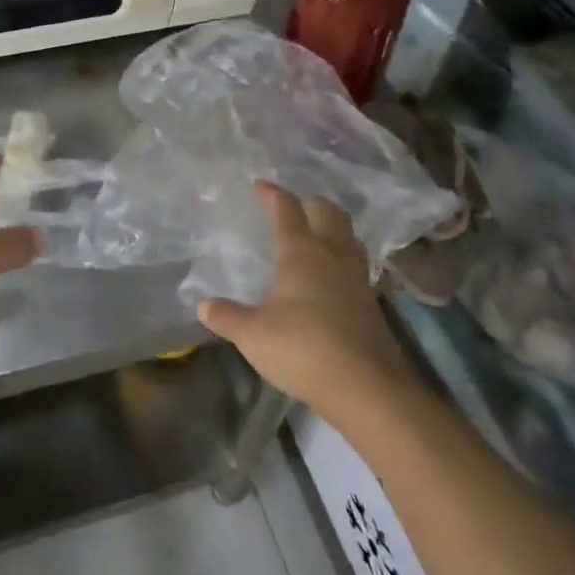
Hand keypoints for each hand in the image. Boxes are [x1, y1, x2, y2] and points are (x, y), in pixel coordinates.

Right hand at [197, 183, 412, 419]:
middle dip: (309, 203)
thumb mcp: (254, 336)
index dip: (272, 194)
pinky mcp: (372, 303)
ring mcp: (357, 278)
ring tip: (314, 236)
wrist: (369, 389)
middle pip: (327, 212)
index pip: (287, 209)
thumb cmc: (304, 350)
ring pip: (348, 235)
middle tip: (292, 208)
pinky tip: (330, 277)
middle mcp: (332, 255)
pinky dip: (341, 257)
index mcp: (301, 252)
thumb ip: (228, 317)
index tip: (260, 185)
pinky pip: (355, 264)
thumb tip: (203, 306)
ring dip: (331, 228)